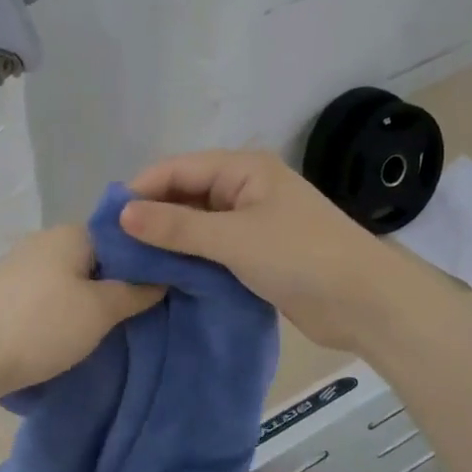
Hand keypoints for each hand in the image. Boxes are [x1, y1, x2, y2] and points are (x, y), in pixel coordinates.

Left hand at [0, 225, 162, 398]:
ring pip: (73, 278)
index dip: (147, 262)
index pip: (124, 236)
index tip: (165, 290)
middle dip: (119, 284)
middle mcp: (46, 239)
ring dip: (91, 300)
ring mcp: (21, 264)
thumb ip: (136, 292)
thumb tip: (161, 278)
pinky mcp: (5, 291)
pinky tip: (71, 333)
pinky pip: (50, 294)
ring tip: (109, 329)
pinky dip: (65, 310)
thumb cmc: (40, 326)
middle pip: (98, 258)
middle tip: (141, 315)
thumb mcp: (100, 311)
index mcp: (73, 233)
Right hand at [120, 150, 404, 349]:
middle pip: (186, 194)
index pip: (178, 169)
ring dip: (170, 240)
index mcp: (244, 169)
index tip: (106, 221)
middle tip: (114, 246)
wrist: (365, 303)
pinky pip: (214, 248)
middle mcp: (246, 188)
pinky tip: (164, 276)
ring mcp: (254, 222)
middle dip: (153, 216)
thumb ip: (176, 226)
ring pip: (198, 224)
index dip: (141, 190)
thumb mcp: (233, 238)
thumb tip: (123, 213)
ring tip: (130, 264)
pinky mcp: (259, 254)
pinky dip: (191, 258)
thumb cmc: (300, 256)